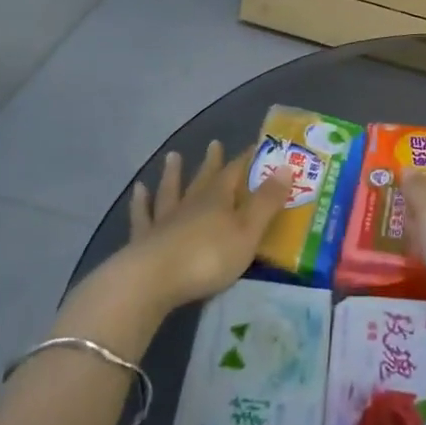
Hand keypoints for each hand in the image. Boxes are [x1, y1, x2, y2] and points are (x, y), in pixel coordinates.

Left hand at [109, 142, 291, 317]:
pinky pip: (142, 215)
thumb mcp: (247, 232)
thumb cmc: (208, 257)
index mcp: (218, 199)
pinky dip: (141, 202)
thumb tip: (287, 167)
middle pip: (203, 178)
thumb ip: (266, 202)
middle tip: (214, 144)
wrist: (152, 280)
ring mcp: (164, 220)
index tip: (254, 146)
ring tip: (173, 157)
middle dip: (212, 162)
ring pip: (171, 191)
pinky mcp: (143, 240)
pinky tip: (139, 190)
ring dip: (173, 174)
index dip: (246, 160)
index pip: (235, 172)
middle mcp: (191, 203)